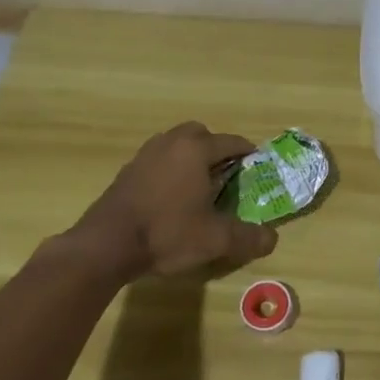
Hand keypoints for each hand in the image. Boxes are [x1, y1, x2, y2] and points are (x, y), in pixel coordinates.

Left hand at [55, 122, 278, 280]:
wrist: (106, 245)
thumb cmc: (167, 233)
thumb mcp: (215, 240)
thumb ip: (247, 237)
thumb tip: (272, 239)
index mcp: (195, 150)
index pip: (231, 142)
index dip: (248, 152)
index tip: (258, 164)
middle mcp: (170, 144)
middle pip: (199, 134)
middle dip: (216, 148)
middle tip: (226, 172)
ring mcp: (144, 156)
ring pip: (174, 144)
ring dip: (190, 157)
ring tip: (199, 183)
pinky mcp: (127, 173)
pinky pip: (157, 160)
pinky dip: (169, 169)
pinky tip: (171, 196)